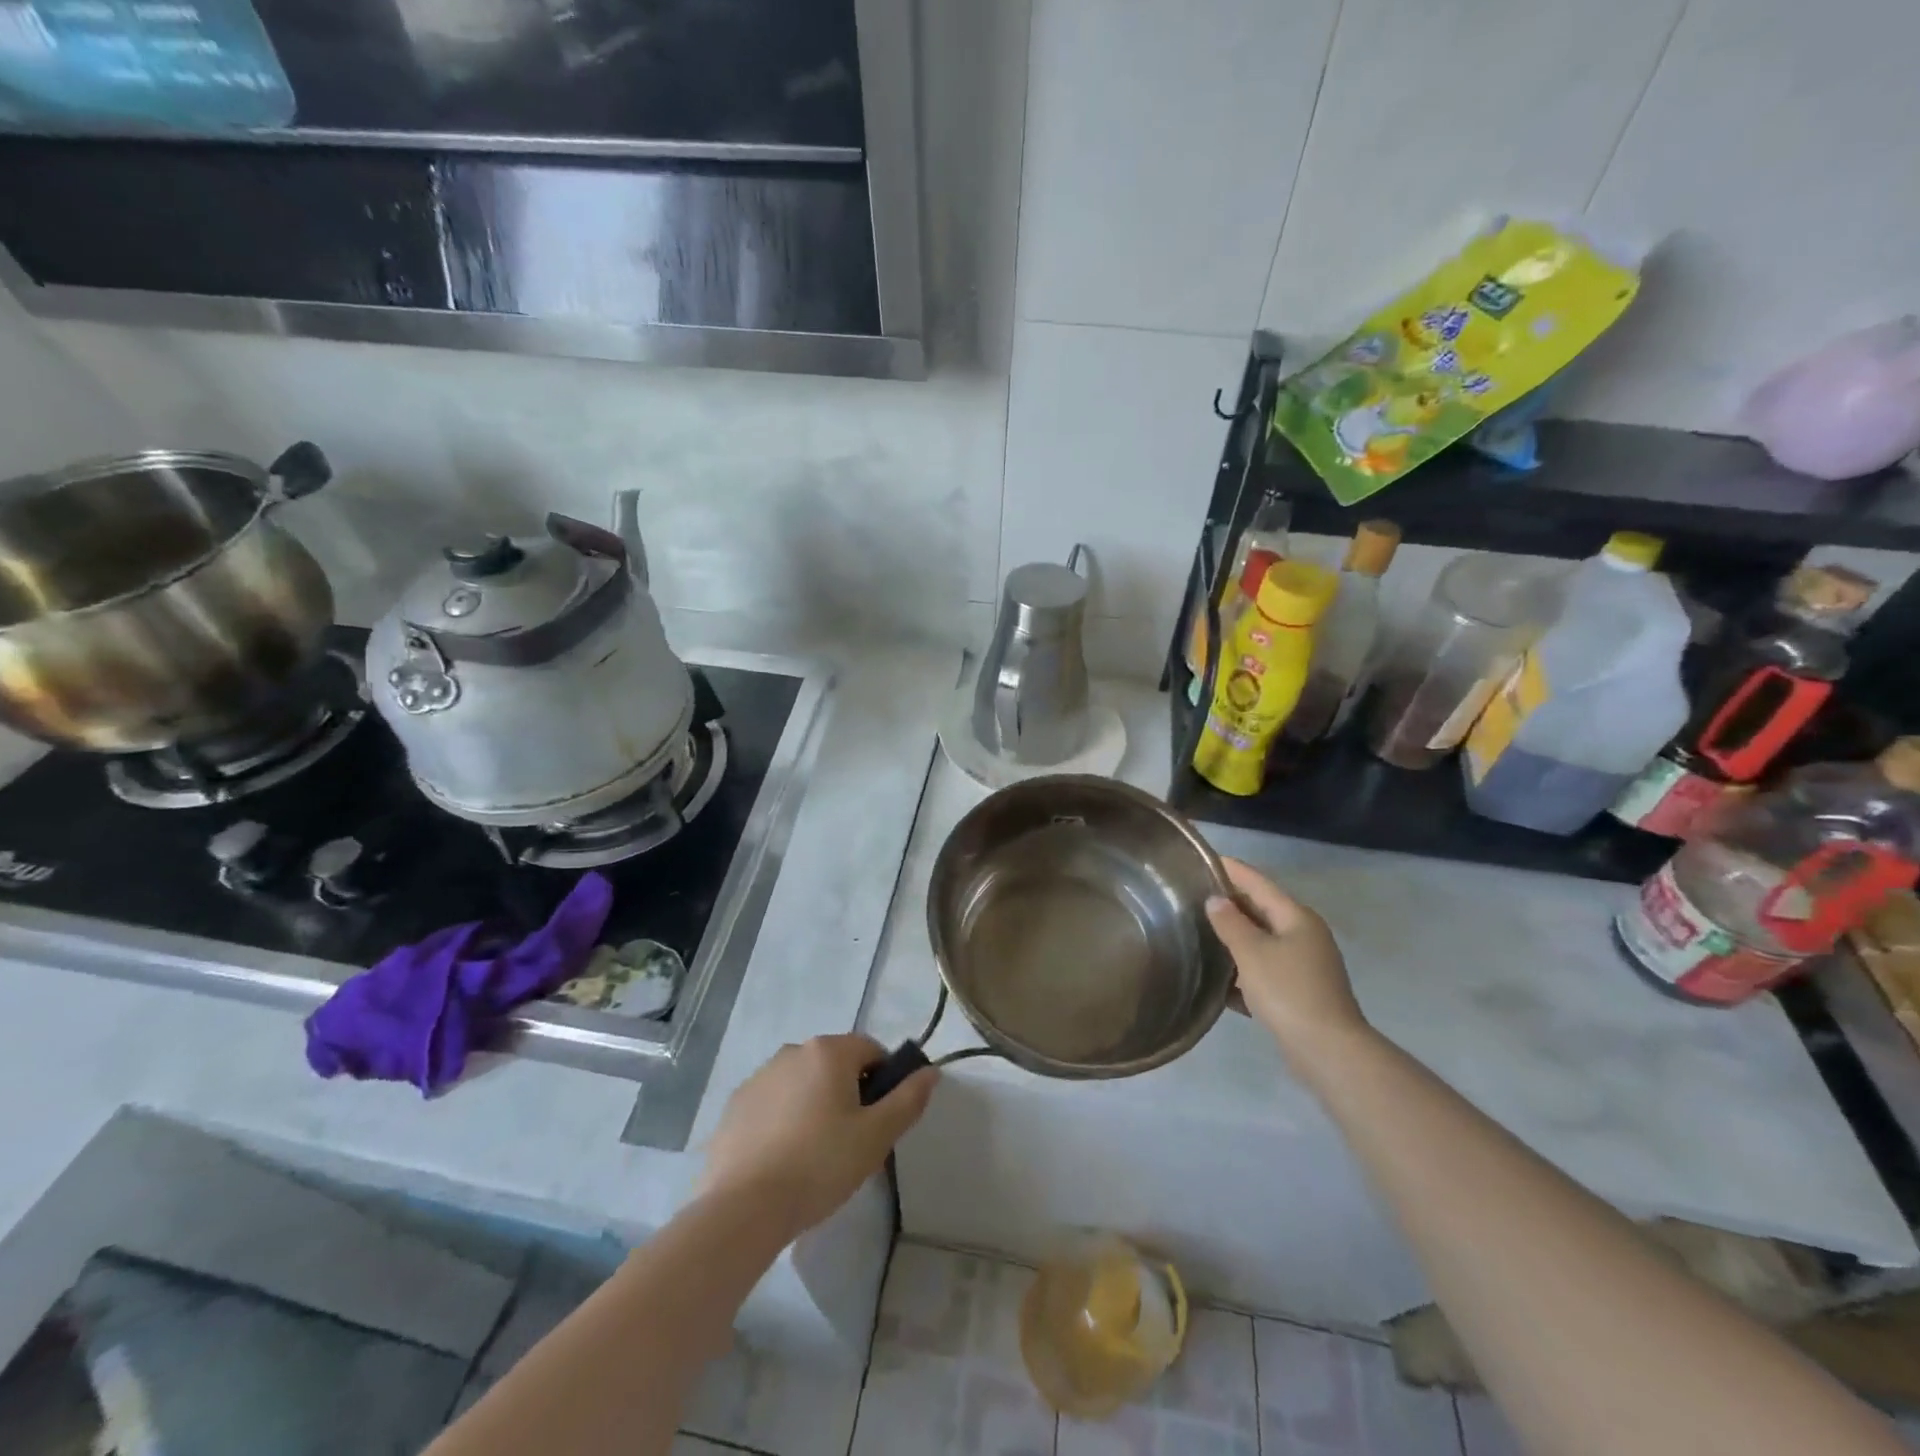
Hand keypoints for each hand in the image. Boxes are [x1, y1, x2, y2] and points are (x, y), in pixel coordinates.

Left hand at [698, 1034, 938, 1240]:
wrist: (743, 1208)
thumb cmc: (819, 1165)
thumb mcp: (876, 1137)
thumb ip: (908, 1100)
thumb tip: (931, 1071)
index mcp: (829, 1051)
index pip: (871, 1050)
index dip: (884, 1081)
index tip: (880, 1121)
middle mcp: (793, 1051)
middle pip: (835, 1065)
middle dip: (848, 1094)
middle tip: (852, 1142)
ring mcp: (759, 1076)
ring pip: (802, 1083)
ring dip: (815, 1105)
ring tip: (815, 1156)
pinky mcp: (735, 1105)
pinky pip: (773, 1104)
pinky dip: (783, 1121)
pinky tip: (782, 1160)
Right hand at [1206, 859, 1367, 1060]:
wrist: (1328, 1051)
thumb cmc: (1288, 991)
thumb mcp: (1251, 952)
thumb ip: (1230, 923)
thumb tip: (1216, 900)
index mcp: (1296, 918)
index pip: (1258, 883)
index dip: (1231, 869)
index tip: (1204, 858)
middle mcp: (1304, 935)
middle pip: (1261, 911)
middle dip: (1230, 904)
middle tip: (1193, 896)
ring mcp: (1305, 966)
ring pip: (1262, 943)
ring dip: (1234, 940)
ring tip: (1199, 935)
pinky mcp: (1300, 993)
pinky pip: (1265, 971)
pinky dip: (1244, 972)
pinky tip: (1218, 982)